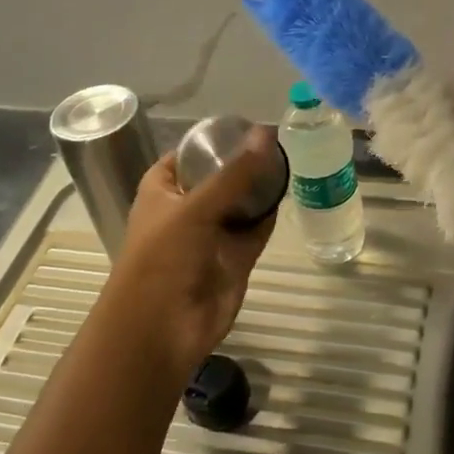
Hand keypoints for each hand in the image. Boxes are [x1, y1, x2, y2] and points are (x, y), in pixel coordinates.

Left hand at [95, 130, 278, 377]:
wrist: (161, 329)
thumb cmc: (163, 258)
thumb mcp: (195, 207)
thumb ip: (235, 173)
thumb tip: (267, 133)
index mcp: (162, 189)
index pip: (189, 154)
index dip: (215, 140)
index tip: (249, 124)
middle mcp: (187, 208)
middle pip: (220, 176)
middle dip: (245, 161)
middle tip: (281, 138)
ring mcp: (212, 234)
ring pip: (241, 202)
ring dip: (261, 186)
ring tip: (291, 158)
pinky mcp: (235, 258)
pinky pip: (255, 229)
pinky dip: (269, 214)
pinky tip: (290, 192)